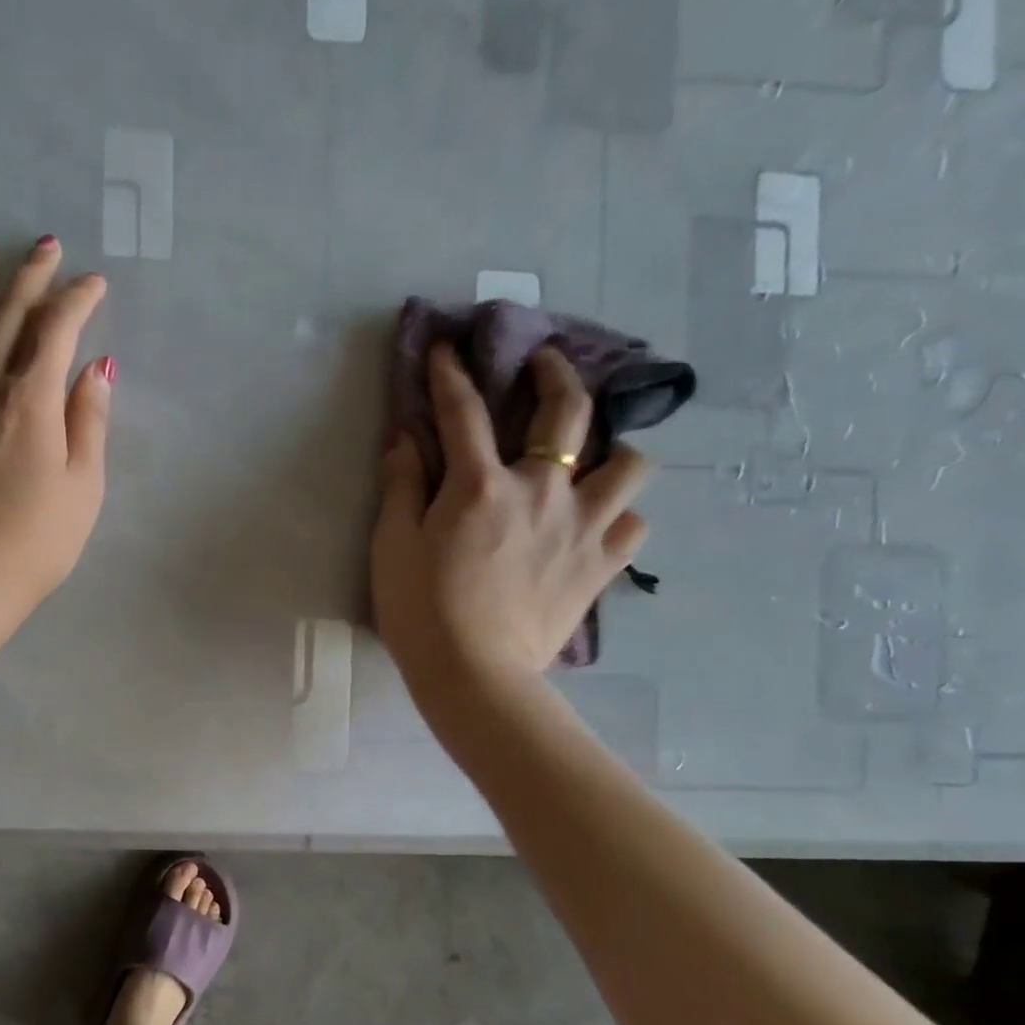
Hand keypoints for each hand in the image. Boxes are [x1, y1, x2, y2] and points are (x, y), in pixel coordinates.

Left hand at [0, 237, 112, 604]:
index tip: (94, 284)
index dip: (78, 300)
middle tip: (46, 246)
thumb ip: (90, 421)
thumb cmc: (38, 540)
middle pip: (8, 314)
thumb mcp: (84, 486)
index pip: (58, 330)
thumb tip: (97, 367)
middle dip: (31, 276)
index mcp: (34, 399)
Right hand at [372, 344, 651, 711]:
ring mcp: (582, 527)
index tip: (447, 349)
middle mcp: (542, 491)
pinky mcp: (601, 566)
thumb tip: (404, 439)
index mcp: (481, 486)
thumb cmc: (421, 611)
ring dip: (614, 451)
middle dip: (557, 374)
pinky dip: (619, 517)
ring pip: (629, 464)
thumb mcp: (392, 546)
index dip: (451, 374)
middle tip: (546, 364)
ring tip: (596, 460)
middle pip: (568, 411)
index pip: (464, 411)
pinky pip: (633, 526)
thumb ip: (401, 487)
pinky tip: (600, 525)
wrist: (473, 674)